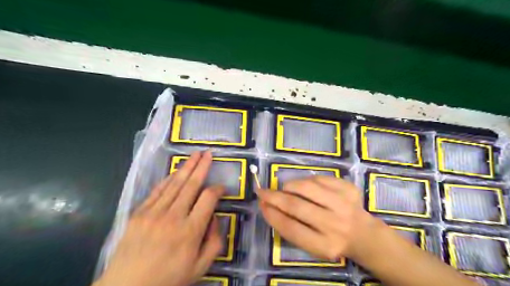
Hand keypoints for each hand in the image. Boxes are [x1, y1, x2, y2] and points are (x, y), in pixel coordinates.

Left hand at [95, 152, 223, 285]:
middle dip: (202, 167)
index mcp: (191, 230)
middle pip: (192, 184)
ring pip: (175, 184)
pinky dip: (168, 179)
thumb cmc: (168, 279)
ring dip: (187, 167)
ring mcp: (154, 213)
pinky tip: (175, 171)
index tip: (222, 188)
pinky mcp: (139, 213)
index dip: (218, 189)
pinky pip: (157, 191)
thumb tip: (215, 217)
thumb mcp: (200, 267)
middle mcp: (174, 216)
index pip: (208, 198)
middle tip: (208, 153)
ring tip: (195, 155)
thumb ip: (214, 241)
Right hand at [260, 177, 373, 262]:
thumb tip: (269, 205)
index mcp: (324, 245)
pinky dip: (306, 180)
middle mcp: (334, 225)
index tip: (261, 204)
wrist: (363, 234)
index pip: (290, 228)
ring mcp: (343, 204)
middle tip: (262, 191)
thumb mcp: (312, 245)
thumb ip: (292, 228)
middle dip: (274, 197)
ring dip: (289, 186)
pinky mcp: (349, 189)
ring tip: (285, 188)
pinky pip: (319, 178)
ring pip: (306, 187)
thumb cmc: (332, 240)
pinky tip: (305, 186)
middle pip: (296, 206)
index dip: (272, 214)